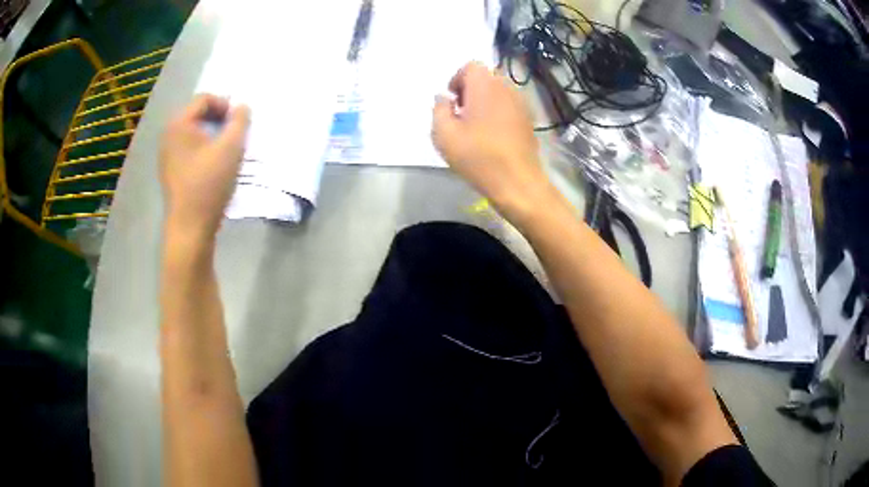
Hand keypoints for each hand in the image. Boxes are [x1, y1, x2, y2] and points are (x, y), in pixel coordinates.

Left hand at [160, 94, 250, 236]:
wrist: (190, 227)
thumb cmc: (209, 184)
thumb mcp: (231, 147)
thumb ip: (240, 121)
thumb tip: (242, 107)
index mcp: (179, 124)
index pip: (204, 99)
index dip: (224, 104)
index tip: (238, 121)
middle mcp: (168, 135)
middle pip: (197, 114)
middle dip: (218, 119)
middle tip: (234, 133)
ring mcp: (166, 155)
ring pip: (193, 133)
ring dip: (212, 134)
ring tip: (226, 149)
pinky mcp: (170, 171)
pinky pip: (188, 148)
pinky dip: (203, 148)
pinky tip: (213, 165)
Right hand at [432, 62, 552, 220]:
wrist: (517, 181)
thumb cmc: (477, 156)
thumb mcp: (443, 134)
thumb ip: (439, 109)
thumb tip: (443, 98)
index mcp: (485, 86)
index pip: (471, 66)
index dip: (457, 79)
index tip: (453, 101)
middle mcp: (506, 89)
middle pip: (486, 77)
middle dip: (471, 89)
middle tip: (461, 113)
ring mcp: (521, 104)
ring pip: (499, 91)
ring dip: (485, 101)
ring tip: (476, 126)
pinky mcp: (529, 120)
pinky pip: (509, 106)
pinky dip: (498, 112)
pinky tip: (492, 135)